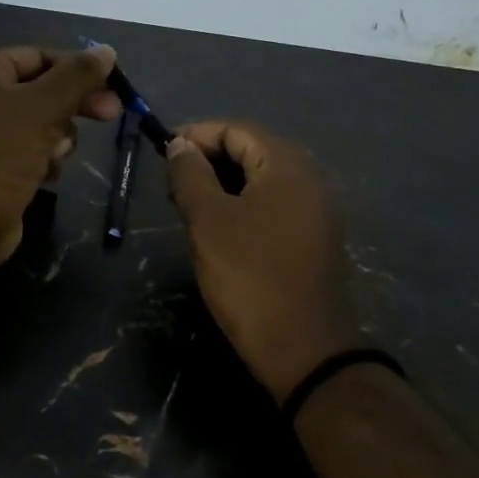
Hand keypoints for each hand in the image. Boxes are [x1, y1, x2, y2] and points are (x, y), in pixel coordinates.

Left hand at [0, 46, 120, 270]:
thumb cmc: (0, 153)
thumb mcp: (43, 108)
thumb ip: (77, 77)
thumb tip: (107, 50)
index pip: (40, 56)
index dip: (77, 69)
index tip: (112, 85)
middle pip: (43, 90)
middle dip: (74, 106)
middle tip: (111, 114)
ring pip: (43, 122)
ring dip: (59, 138)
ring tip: (55, 155)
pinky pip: (33, 149)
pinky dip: (45, 159)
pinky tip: (46, 174)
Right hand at [165, 121, 360, 402]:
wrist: (304, 348)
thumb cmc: (250, 277)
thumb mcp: (209, 222)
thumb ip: (191, 175)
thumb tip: (179, 144)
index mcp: (287, 166)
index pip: (238, 129)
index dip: (197, 134)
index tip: (162, 151)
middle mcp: (309, 179)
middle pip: (254, 150)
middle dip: (210, 157)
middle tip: (173, 180)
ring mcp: (316, 211)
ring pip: (264, 179)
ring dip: (225, 182)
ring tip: (190, 203)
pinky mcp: (315, 239)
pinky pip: (275, 205)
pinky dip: (245, 204)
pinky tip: (221, 226)